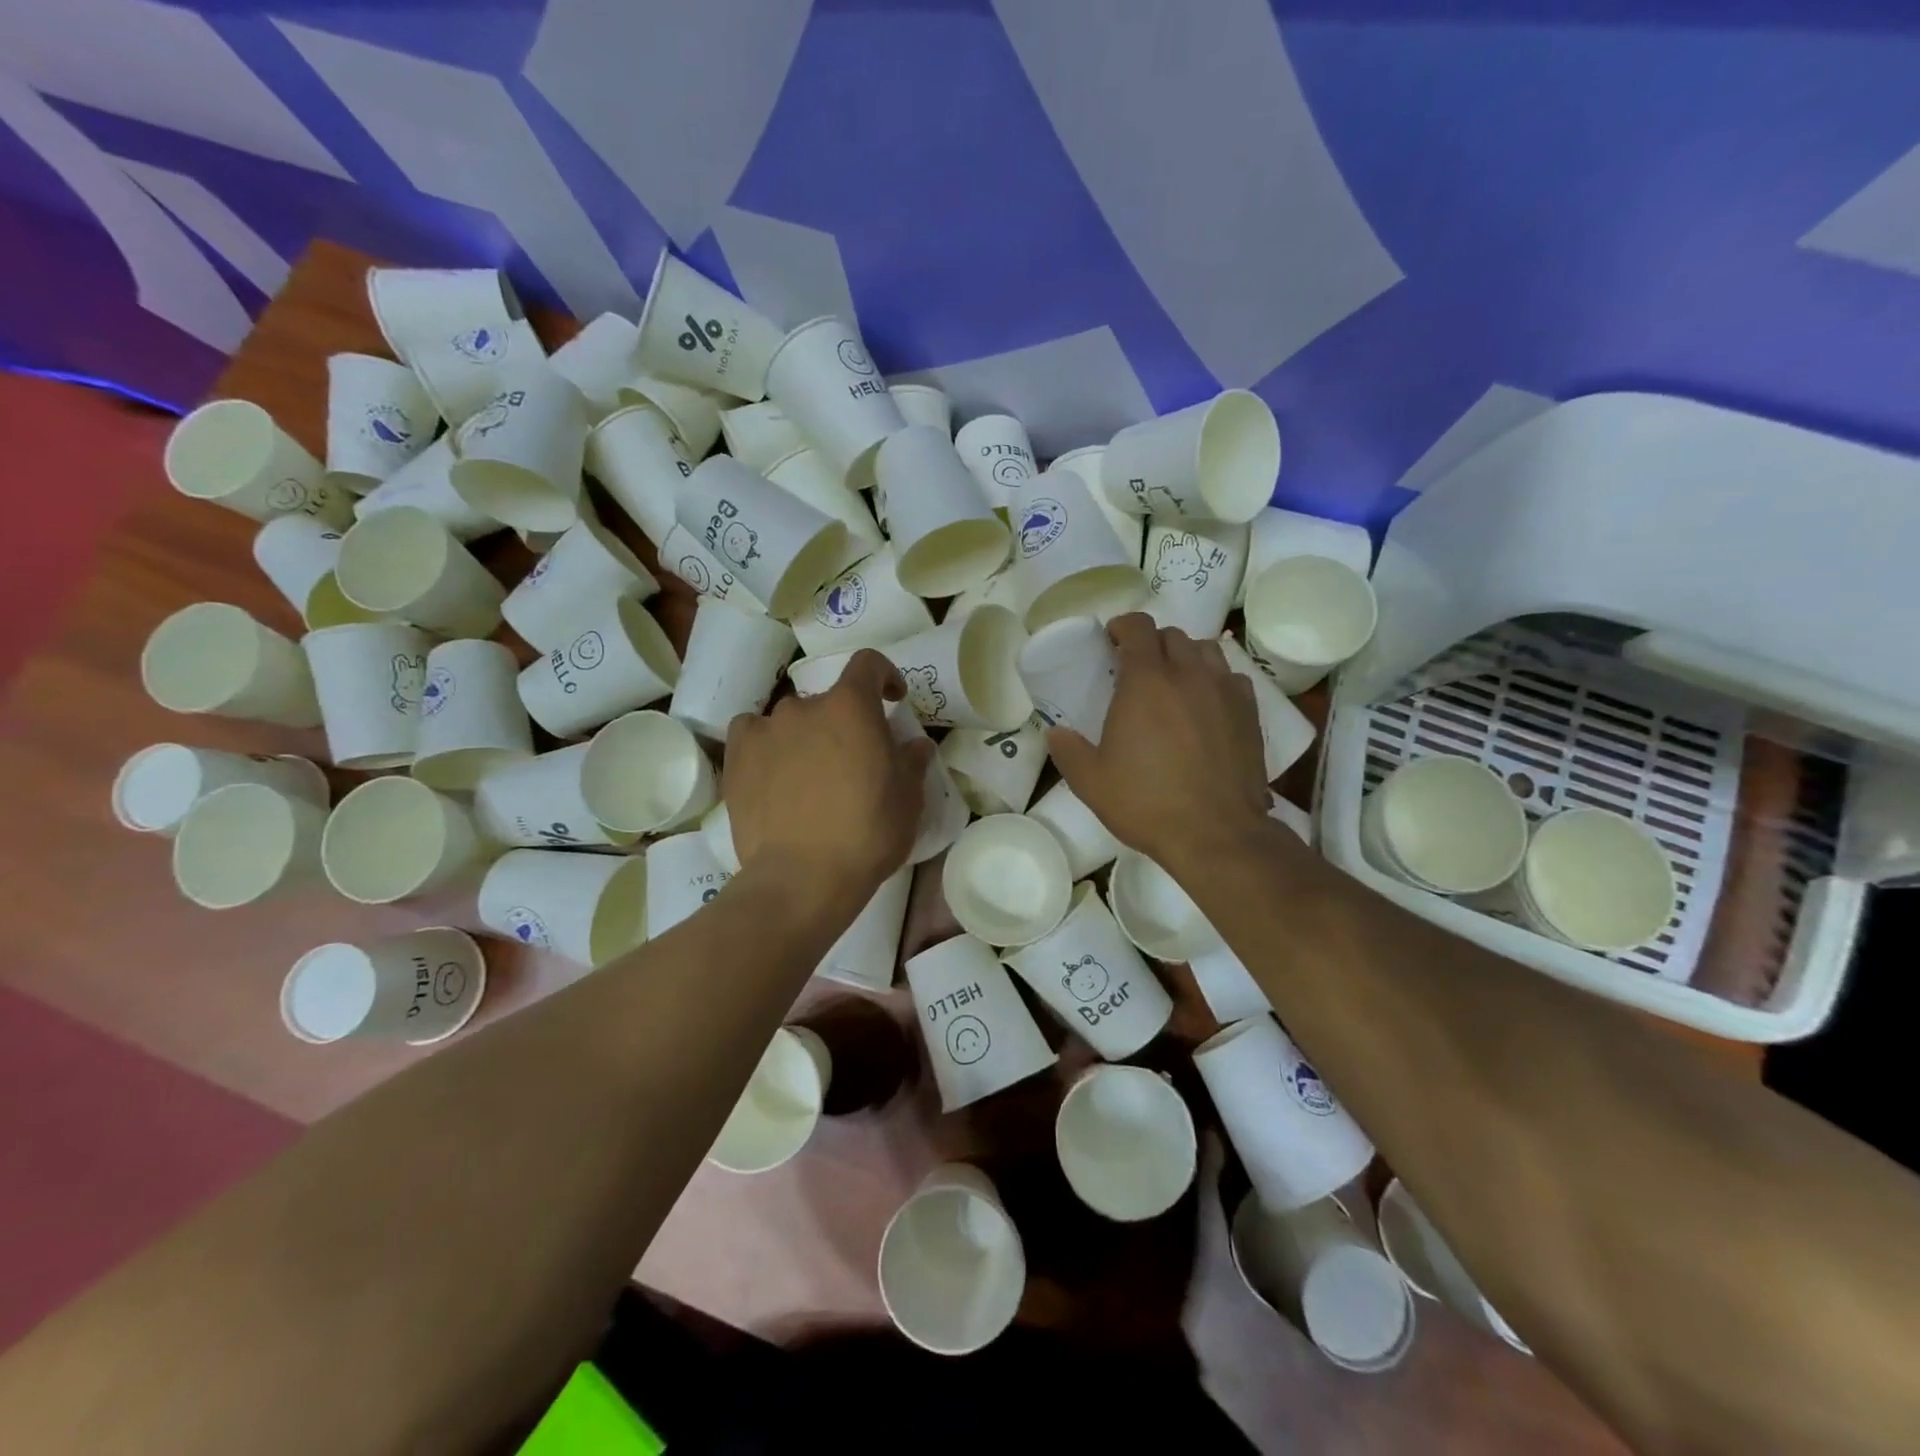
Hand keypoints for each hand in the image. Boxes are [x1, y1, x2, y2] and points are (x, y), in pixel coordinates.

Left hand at [723, 650, 933, 900]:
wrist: (802, 877)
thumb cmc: (867, 833)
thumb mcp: (909, 799)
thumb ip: (912, 761)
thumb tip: (915, 744)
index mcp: (851, 706)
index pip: (868, 664)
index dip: (884, 675)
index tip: (893, 699)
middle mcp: (804, 707)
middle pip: (828, 700)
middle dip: (844, 722)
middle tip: (853, 761)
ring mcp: (765, 730)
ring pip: (789, 720)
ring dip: (805, 736)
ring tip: (810, 774)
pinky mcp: (736, 759)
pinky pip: (752, 734)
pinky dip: (765, 745)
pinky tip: (772, 773)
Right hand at [1046, 615, 1269, 875]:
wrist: (1217, 833)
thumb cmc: (1147, 803)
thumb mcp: (1091, 782)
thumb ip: (1068, 751)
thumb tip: (1055, 733)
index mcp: (1146, 681)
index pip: (1138, 627)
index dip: (1122, 626)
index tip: (1111, 641)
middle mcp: (1188, 674)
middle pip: (1172, 635)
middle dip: (1152, 643)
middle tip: (1137, 669)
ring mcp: (1224, 691)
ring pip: (1206, 650)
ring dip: (1185, 656)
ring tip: (1174, 681)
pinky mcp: (1250, 712)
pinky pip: (1231, 677)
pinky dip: (1214, 680)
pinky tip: (1206, 705)